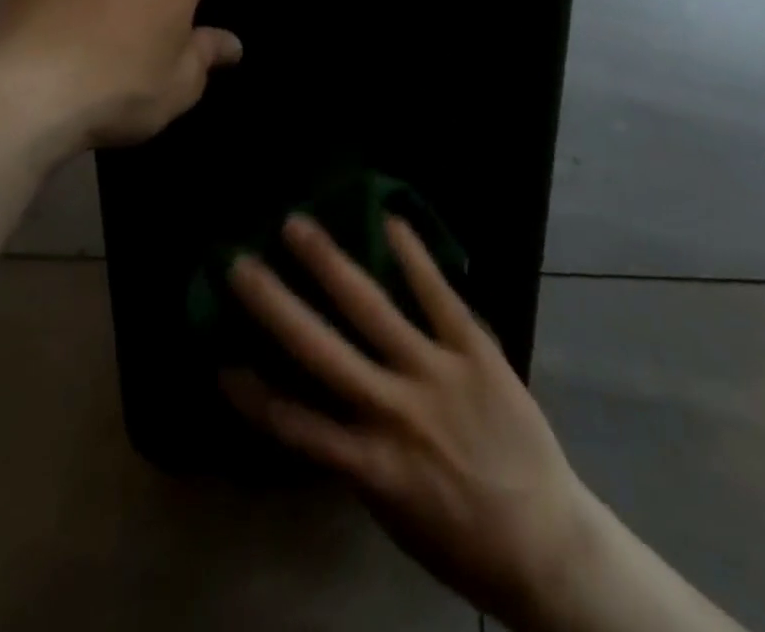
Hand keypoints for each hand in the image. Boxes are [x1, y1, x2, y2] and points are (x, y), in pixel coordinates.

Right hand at [222, 215, 594, 629]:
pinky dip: (413, 257)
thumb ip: (355, 454)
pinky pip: (439, 296)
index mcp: (370, 464)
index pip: (295, 425)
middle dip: (275, 303)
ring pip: (372, 309)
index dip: (253, 395)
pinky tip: (390, 221)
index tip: (220, 361)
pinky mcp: (475, 351)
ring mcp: (436, 373)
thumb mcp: (392, 510)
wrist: (545, 542)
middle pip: (320, 350)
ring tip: (297, 224)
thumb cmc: (461, 537)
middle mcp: (394, 411)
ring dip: (330, 262)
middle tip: (240, 262)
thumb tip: (321, 405)